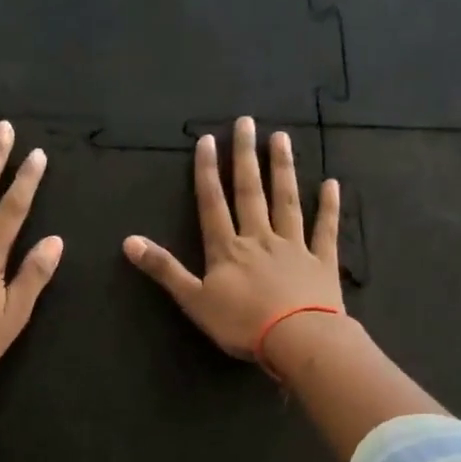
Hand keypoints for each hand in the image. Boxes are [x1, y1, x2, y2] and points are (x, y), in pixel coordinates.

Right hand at [123, 116, 342, 363]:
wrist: (298, 339)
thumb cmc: (242, 323)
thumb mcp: (193, 300)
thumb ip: (164, 269)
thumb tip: (128, 241)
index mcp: (227, 249)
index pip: (213, 204)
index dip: (207, 172)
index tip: (208, 140)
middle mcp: (259, 238)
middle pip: (250, 192)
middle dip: (245, 157)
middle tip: (247, 122)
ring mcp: (293, 246)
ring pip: (286, 201)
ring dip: (283, 169)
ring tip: (281, 138)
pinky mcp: (322, 262)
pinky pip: (324, 229)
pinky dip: (328, 207)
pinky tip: (331, 184)